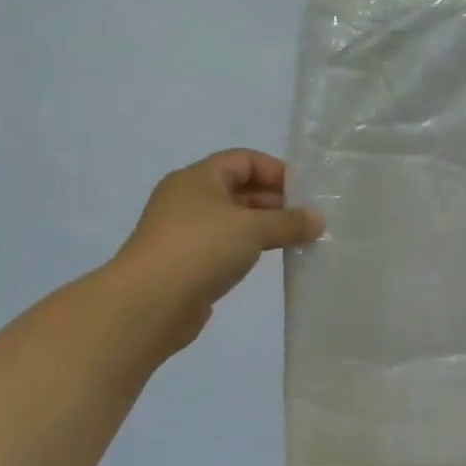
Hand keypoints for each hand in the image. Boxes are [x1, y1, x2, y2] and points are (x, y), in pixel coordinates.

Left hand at [113, 149, 322, 352]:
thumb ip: (289, 222)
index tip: (305, 192)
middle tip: (308, 218)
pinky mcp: (187, 262)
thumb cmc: (200, 249)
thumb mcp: (253, 229)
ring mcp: (185, 232)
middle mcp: (189, 199)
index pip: (244, 160)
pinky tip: (271, 259)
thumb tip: (318, 219)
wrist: (147, 305)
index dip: (276, 170)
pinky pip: (226, 245)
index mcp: (198, 179)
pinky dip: (250, 248)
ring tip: (298, 239)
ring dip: (265, 226)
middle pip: (240, 189)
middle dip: (276, 200)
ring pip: (234, 219)